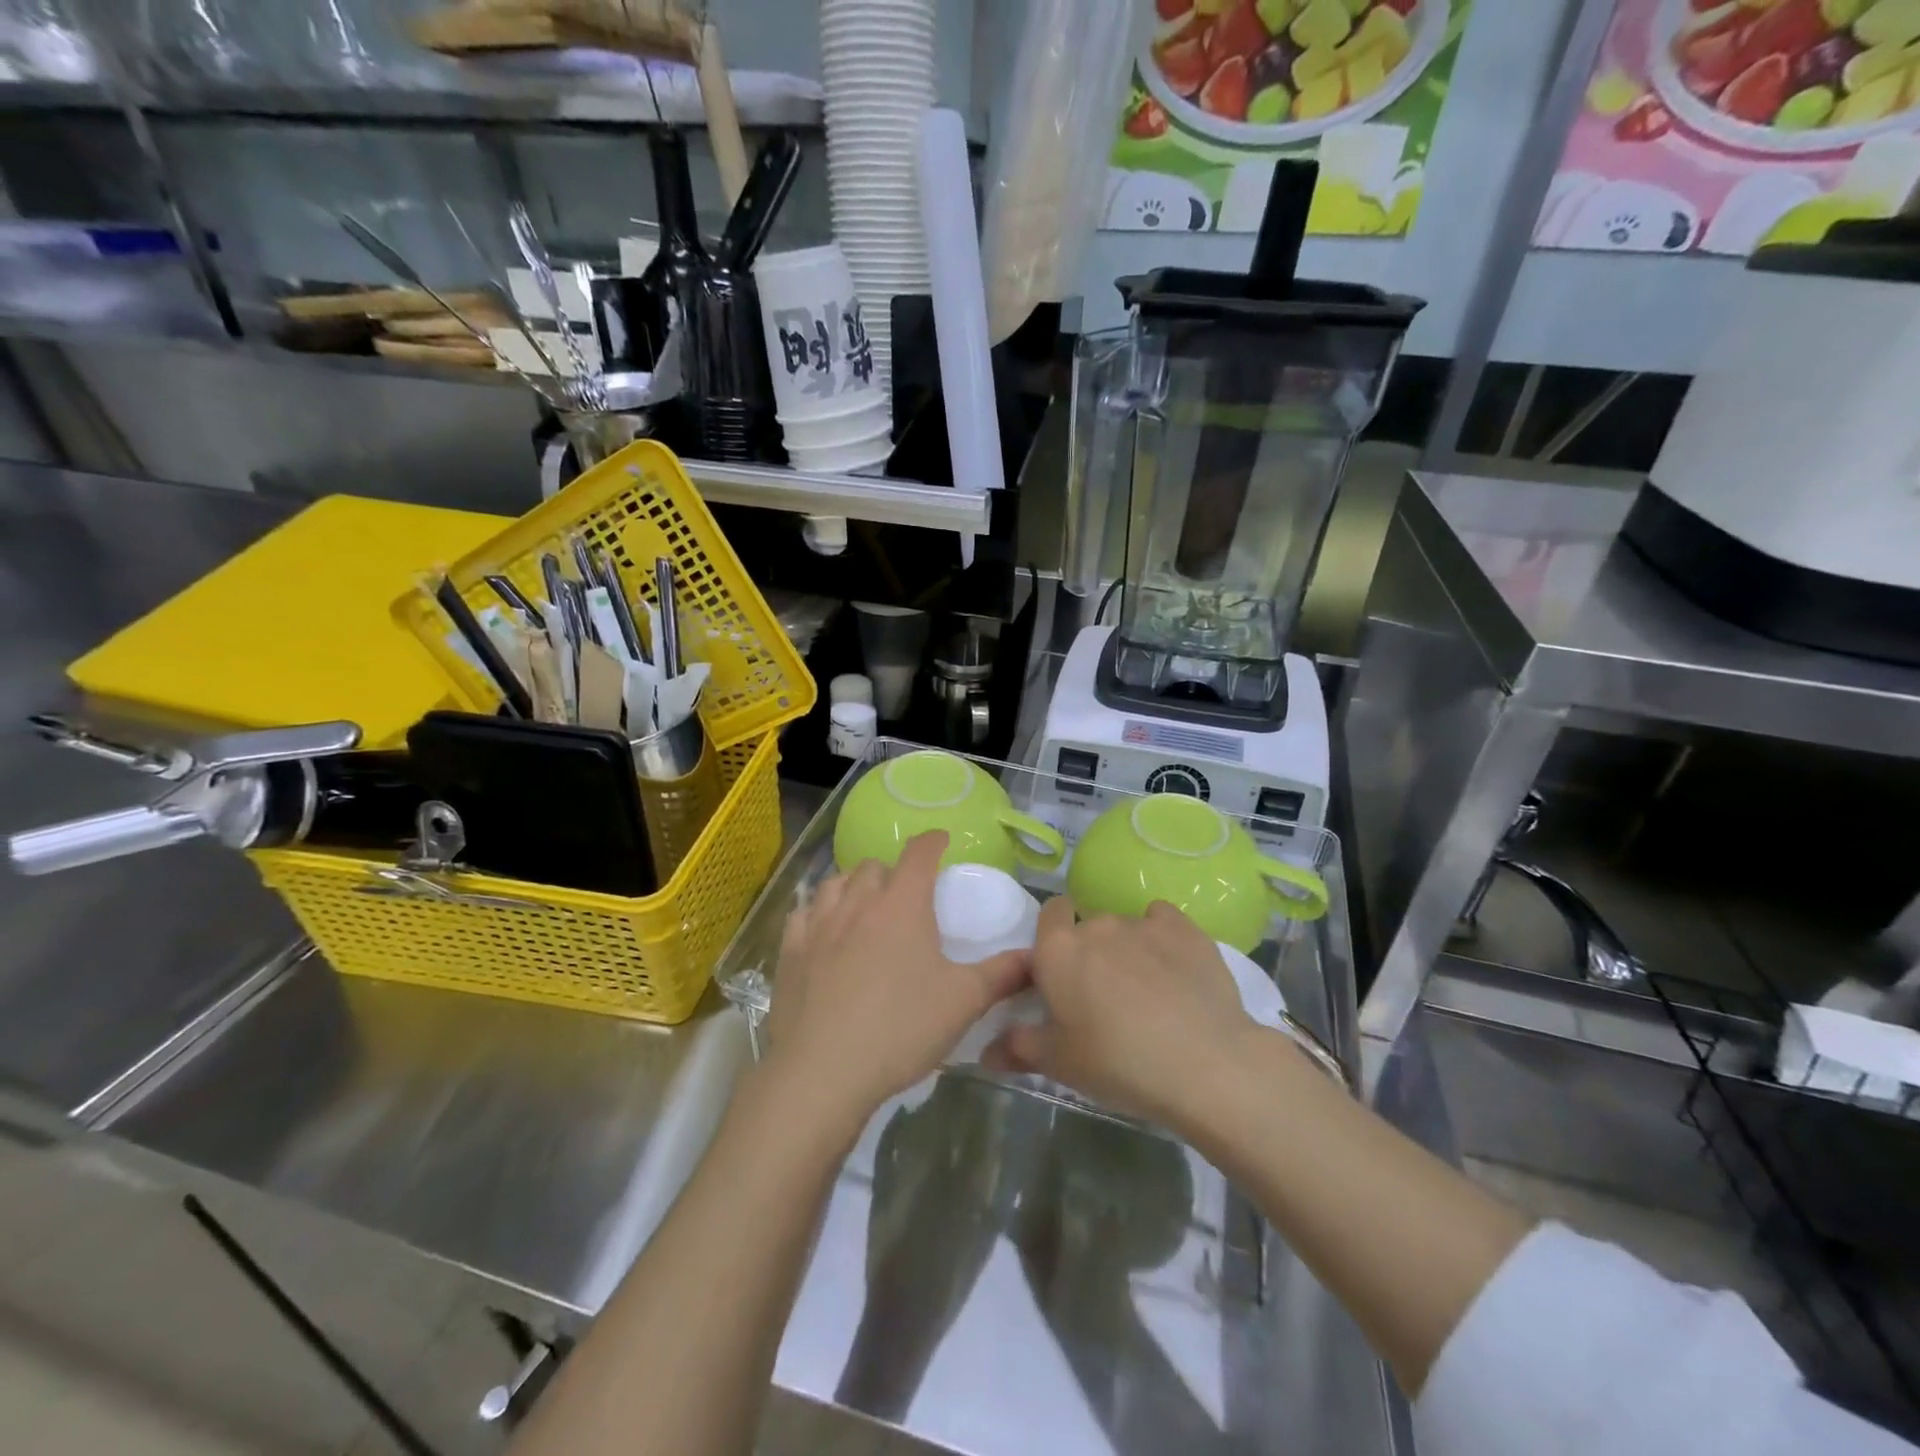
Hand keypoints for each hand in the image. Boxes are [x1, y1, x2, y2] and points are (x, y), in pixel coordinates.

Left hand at [762, 831, 1027, 1135]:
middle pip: (874, 866)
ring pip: (835, 883)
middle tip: (906, 893)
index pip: (919, 853)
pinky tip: (822, 928)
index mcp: (902, 904)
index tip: (941, 841)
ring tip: (864, 904)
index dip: (932, 841)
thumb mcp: (963, 1002)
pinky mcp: (789, 952)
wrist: (823, 1071)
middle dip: (893, 870)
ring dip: (853, 885)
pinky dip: (816, 911)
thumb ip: (1003, 974)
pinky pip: (802, 913)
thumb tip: (1036, 957)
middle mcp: (858, 903)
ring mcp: (818, 925)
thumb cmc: (901, 1028)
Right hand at [985, 898, 1257, 1130]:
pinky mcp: (1184, 928)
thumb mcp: (1060, 1064)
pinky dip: (1163, 939)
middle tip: (1105, 998)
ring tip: (1148, 993)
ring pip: (1126, 928)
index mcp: (1058, 950)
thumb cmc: (1118, 1064)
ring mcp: (1142, 923)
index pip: (1048, 914)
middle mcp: (1096, 925)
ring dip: (1128, 950)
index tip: (1064, 970)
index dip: (1054, 935)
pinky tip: (1175, 970)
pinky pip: (1163, 922)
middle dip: (1092, 953)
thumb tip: (986, 1051)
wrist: (1204, 1063)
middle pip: (1088, 927)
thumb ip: (1019, 1047)